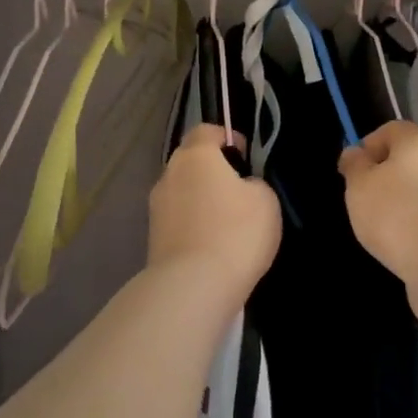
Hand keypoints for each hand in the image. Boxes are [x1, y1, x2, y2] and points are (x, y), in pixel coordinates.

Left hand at [148, 125, 280, 312]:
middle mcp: (169, 175)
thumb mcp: (265, 200)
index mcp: (195, 156)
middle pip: (191, 162)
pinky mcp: (153, 238)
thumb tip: (241, 188)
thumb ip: (253, 184)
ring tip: (227, 224)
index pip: (206, 131)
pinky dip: (193, 225)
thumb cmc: (235, 232)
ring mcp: (156, 208)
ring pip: (182, 192)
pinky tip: (213, 245)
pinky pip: (178, 220)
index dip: (227, 138)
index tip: (245, 158)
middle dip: (212, 171)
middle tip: (239, 192)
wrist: (193, 286)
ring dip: (201, 200)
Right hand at [339, 121, 417, 322]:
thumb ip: (355, 166)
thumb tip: (356, 153)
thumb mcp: (359, 185)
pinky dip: (412, 230)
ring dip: (398, 206)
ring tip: (378, 230)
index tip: (351, 171)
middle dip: (382, 178)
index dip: (368, 144)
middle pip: (407, 161)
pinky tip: (399, 248)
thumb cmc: (396, 214)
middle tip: (361, 201)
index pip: (392, 130)